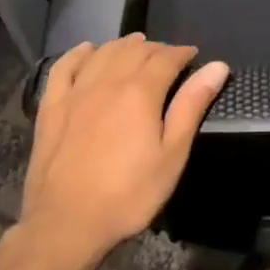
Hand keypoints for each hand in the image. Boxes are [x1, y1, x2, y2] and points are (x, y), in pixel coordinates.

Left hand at [20, 35, 228, 259]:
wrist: (65, 224)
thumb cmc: (128, 194)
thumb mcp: (172, 155)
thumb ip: (192, 106)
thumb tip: (217, 66)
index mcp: (140, 92)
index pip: (166, 58)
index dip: (182, 52)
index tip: (193, 55)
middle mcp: (107, 81)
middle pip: (134, 50)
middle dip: (156, 47)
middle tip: (168, 56)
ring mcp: (75, 92)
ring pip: (103, 53)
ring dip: (123, 45)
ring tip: (136, 46)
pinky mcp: (51, 107)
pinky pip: (64, 67)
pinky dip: (78, 53)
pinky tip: (88, 50)